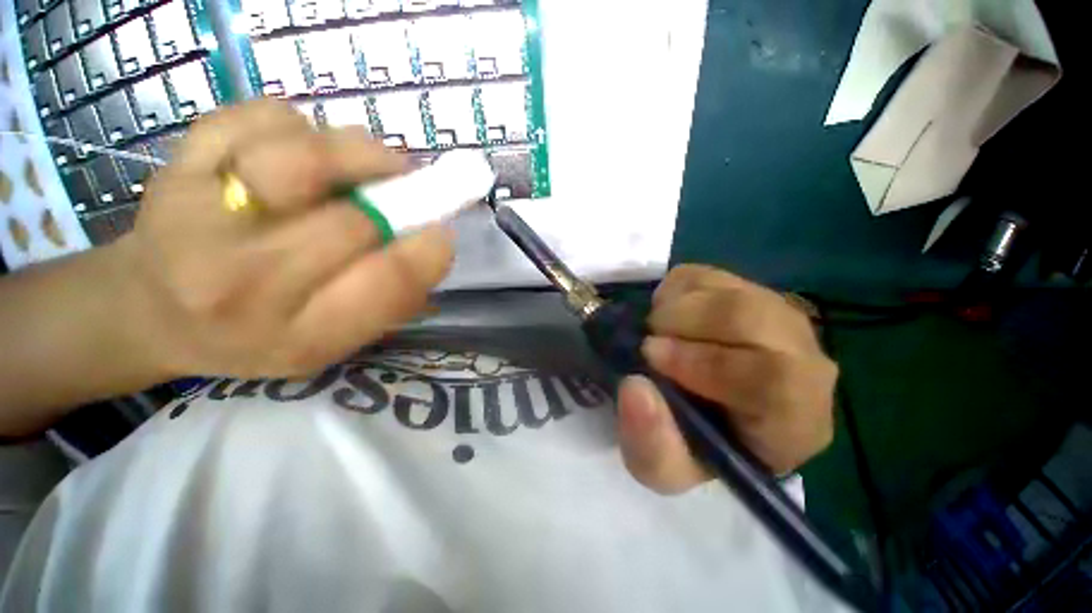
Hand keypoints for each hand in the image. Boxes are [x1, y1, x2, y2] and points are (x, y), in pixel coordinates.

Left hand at [117, 99, 453, 377]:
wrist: (154, 311)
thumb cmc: (257, 335)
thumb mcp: (333, 343)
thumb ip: (388, 302)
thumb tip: (433, 245)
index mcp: (298, 336)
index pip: (384, 286)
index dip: (427, 254)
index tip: (443, 234)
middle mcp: (241, 284)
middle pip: (351, 223)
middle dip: (397, 202)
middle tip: (410, 192)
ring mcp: (197, 218)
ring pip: (301, 158)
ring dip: (356, 152)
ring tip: (371, 162)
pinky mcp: (177, 163)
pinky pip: (262, 120)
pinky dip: (300, 127)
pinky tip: (300, 149)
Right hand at [616, 264, 836, 493]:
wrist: (703, 409)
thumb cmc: (691, 445)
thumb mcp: (662, 466)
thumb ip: (649, 443)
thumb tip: (635, 387)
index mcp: (795, 420)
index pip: (777, 380)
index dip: (706, 364)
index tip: (652, 358)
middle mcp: (802, 359)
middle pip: (752, 316)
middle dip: (684, 325)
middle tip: (650, 342)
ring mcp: (774, 314)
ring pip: (727, 290)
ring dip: (675, 309)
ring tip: (658, 333)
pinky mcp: (742, 288)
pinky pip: (703, 275)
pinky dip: (672, 293)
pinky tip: (669, 319)